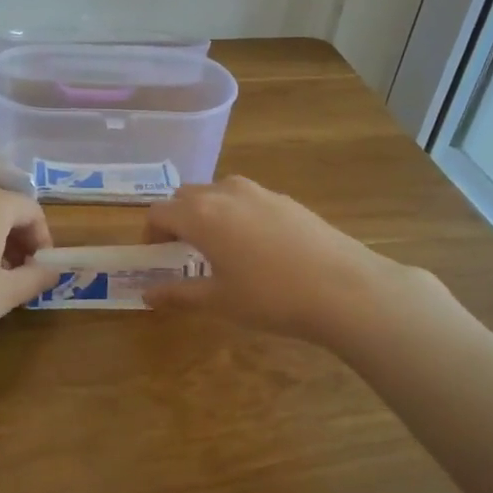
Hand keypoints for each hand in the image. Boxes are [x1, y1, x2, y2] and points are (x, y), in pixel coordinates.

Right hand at [142, 176, 439, 344]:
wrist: (345, 288)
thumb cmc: (271, 297)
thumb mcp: (219, 301)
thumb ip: (178, 294)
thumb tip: (147, 294)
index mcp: (200, 214)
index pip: (158, 212)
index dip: (150, 234)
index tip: (156, 257)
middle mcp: (225, 192)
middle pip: (185, 196)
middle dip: (177, 219)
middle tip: (183, 253)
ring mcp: (259, 191)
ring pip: (217, 192)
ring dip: (207, 212)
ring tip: (219, 248)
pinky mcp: (286, 199)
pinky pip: (246, 199)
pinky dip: (236, 214)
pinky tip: (257, 248)